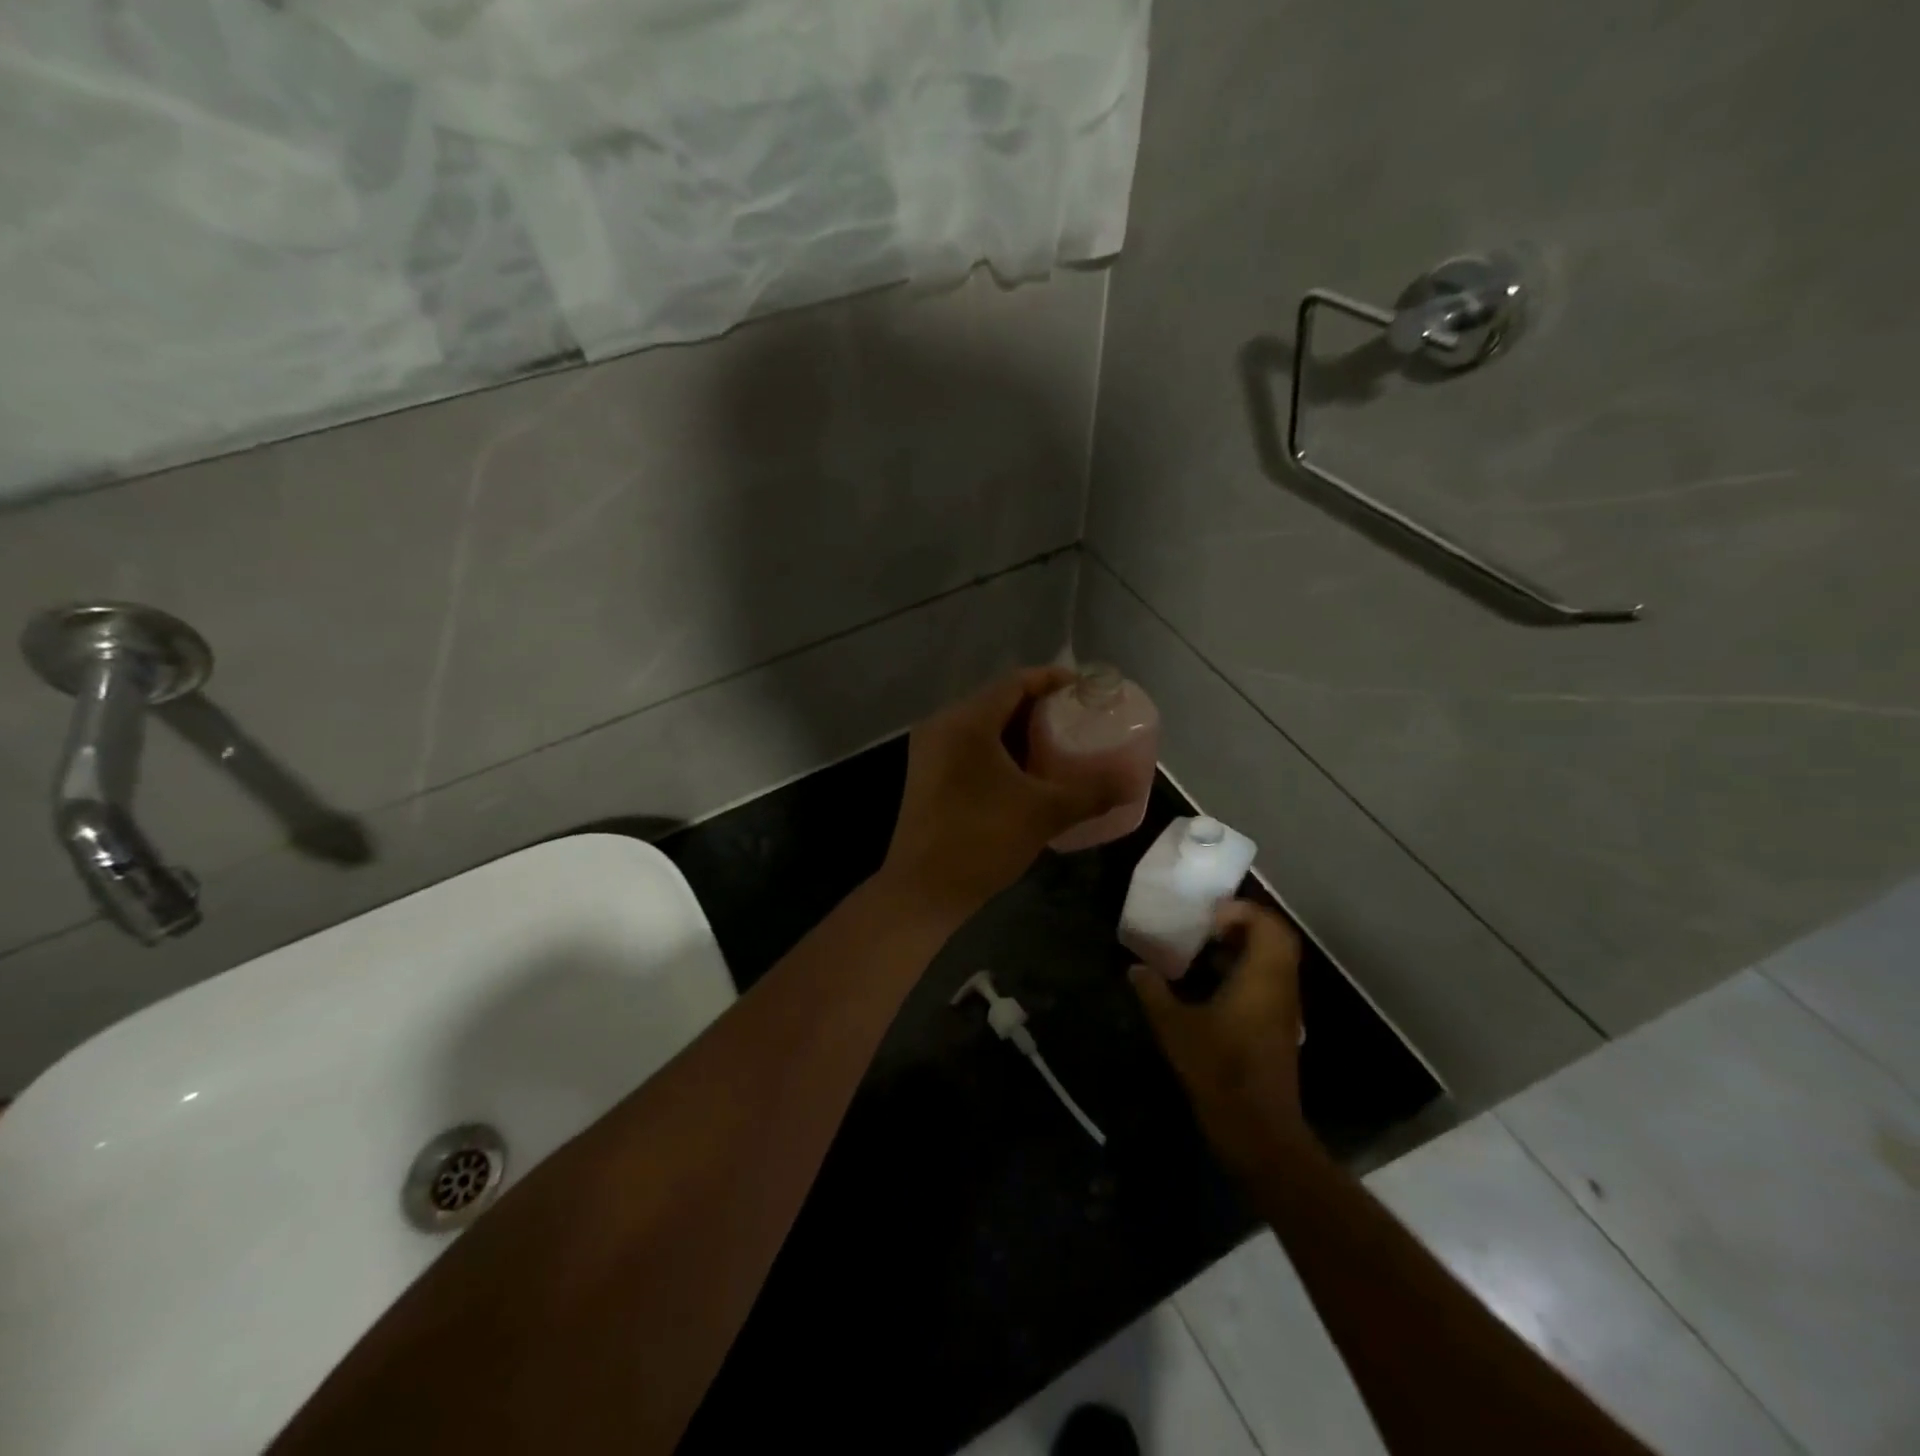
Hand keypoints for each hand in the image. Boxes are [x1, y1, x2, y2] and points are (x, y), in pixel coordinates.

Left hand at [881, 667, 1122, 917]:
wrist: (922, 890)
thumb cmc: (982, 841)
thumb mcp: (1044, 814)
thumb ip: (1092, 793)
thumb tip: (1133, 784)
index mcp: (967, 722)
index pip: (1015, 682)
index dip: (1053, 680)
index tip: (1086, 691)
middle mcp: (942, 725)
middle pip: (997, 700)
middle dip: (1039, 707)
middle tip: (1077, 720)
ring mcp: (929, 750)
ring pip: (981, 725)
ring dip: (1018, 730)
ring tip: (1057, 744)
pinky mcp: (926, 774)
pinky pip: (968, 745)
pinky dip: (998, 748)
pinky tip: (1024, 771)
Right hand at [1130, 901, 1306, 1165]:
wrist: (1258, 1130)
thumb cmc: (1219, 1071)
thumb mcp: (1175, 1028)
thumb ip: (1153, 992)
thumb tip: (1135, 968)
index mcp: (1262, 977)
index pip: (1268, 925)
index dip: (1241, 911)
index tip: (1208, 915)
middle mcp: (1280, 987)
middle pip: (1277, 939)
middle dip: (1245, 924)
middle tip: (1209, 925)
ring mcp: (1284, 1009)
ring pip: (1274, 962)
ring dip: (1245, 948)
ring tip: (1205, 948)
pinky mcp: (1279, 1028)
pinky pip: (1269, 983)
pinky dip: (1246, 971)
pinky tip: (1212, 984)